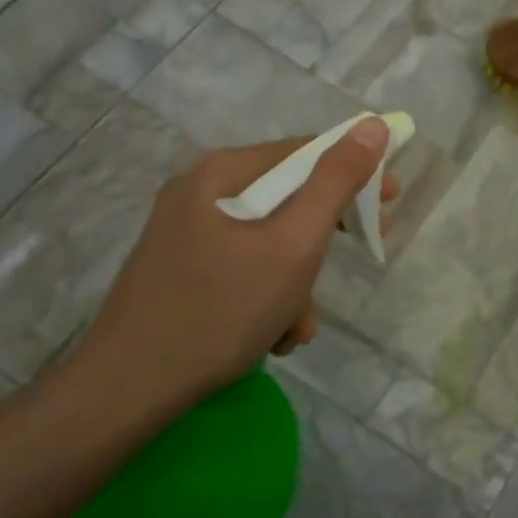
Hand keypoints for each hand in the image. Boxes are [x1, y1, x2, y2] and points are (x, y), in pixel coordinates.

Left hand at [60, 120, 395, 419]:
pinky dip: (266, 297)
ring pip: (267, 241)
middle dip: (323, 240)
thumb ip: (336, 183)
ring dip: (296, 283)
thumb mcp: (294, 244)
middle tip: (362, 254)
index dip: (354, 172)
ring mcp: (185, 233)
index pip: (304, 152)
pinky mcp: (179, 270)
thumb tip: (372, 126)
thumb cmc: (222, 309)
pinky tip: (270, 337)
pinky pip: (242, 267)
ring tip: (295, 327)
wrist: (127, 390)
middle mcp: (198, 191)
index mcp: (220, 172)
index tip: (390, 200)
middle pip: (286, 198)